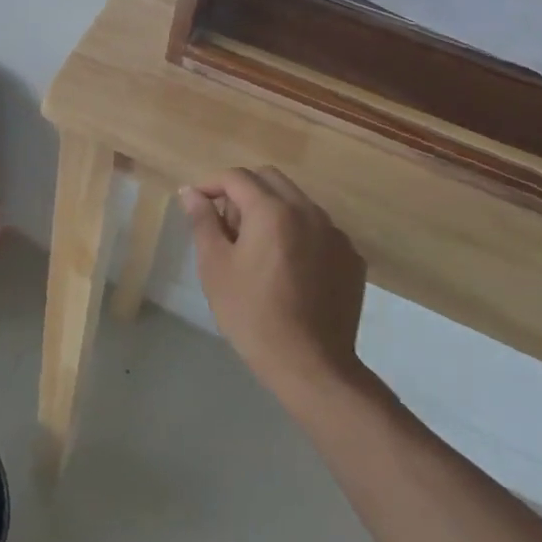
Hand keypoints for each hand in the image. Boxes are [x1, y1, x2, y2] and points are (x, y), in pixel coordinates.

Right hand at [179, 167, 370, 406]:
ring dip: (271, 209)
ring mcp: (335, 234)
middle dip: (242, 190)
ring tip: (256, 248)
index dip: (211, 184)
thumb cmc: (252, 313)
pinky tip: (287, 267)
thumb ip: (203, 221)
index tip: (197, 205)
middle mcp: (308, 211)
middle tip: (226, 225)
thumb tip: (190, 192)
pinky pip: (318, 229)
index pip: (236, 177)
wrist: (311, 364)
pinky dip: (297, 233)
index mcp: (271, 210)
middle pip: (270, 179)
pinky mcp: (351, 258)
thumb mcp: (215, 266)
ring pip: (297, 201)